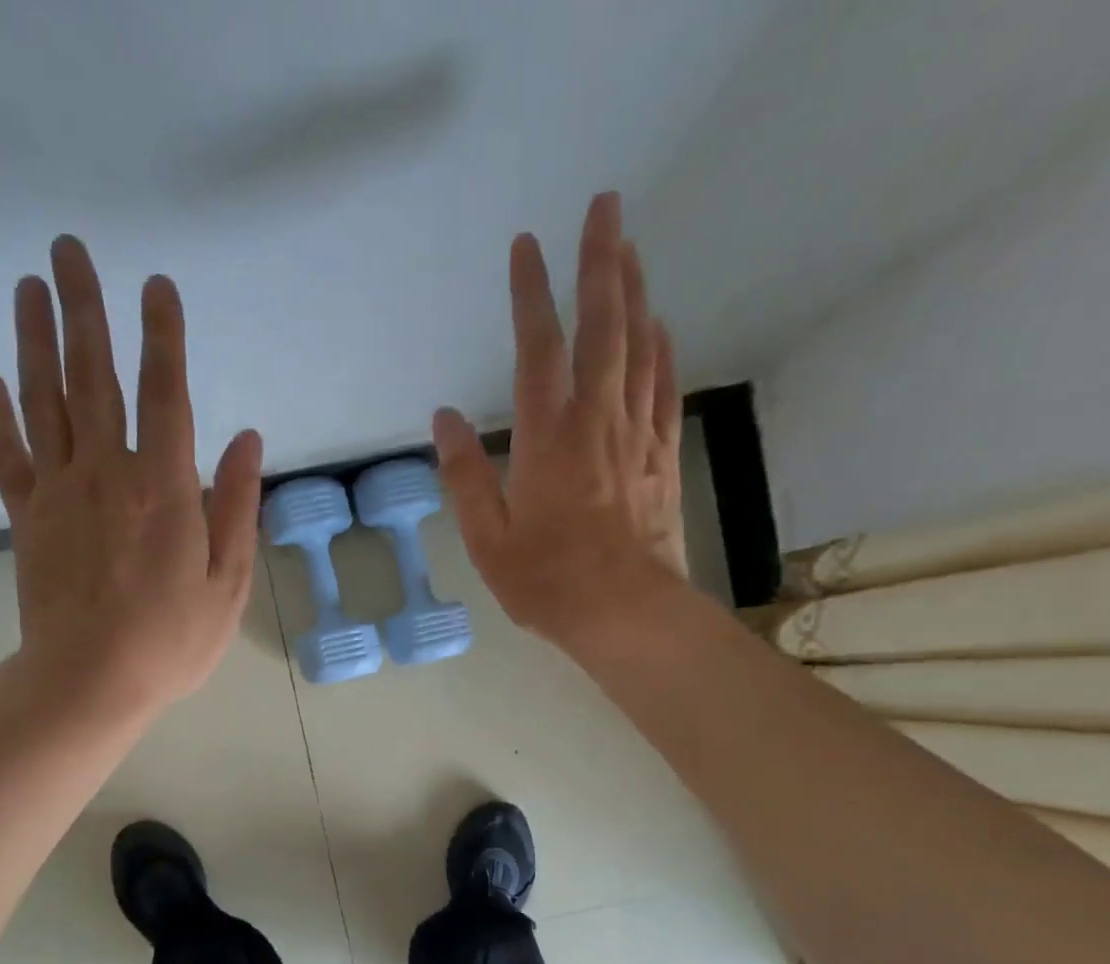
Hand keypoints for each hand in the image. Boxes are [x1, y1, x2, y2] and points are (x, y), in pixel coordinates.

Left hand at [0, 237, 262, 720]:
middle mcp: (106, 473)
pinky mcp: (27, 518)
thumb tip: (245, 438)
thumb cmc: (171, 641)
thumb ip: (235, 506)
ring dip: (35, 341)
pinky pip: (7, 456)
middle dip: (85, 309)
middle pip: (93, 377)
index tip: (157, 285)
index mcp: (163, 488)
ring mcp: (59, 492)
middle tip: (69, 249)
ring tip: (28, 287)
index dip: (163, 336)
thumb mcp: (228, 583)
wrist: (89, 683)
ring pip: (43, 401)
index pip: (165, 394)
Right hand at [433, 191, 687, 667]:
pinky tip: (660, 328)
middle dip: (602, 262)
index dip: (531, 294)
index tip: (527, 245)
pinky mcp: (660, 458)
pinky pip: (663, 391)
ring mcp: (635, 437)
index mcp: (546, 440)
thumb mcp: (487, 539)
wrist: (624, 613)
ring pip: (641, 348)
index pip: (537, 350)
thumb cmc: (546, 582)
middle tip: (606, 205)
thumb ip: (465, 476)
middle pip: (603, 328)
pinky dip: (662, 352)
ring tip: (630, 249)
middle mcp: (595, 423)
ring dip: (635, 293)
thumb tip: (445, 419)